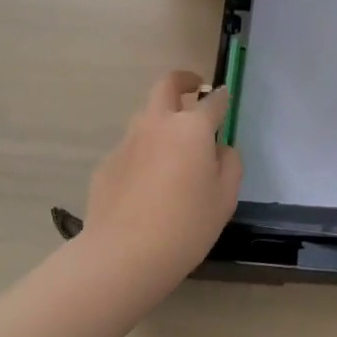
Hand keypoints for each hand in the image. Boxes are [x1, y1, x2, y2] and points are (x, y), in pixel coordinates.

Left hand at [81, 71, 241, 291]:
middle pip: (167, 85)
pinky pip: (131, 149)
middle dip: (183, 81)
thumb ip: (229, 164)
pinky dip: (143, 154)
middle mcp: (157, 124)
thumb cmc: (186, 225)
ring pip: (146, 116)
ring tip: (172, 150)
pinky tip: (147, 186)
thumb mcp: (225, 198)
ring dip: (161, 120)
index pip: (213, 101)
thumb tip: (218, 149)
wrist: (123, 255)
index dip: (222, 97)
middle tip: (194, 90)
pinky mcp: (107, 164)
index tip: (225, 98)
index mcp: (191, 128)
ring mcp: (128, 142)